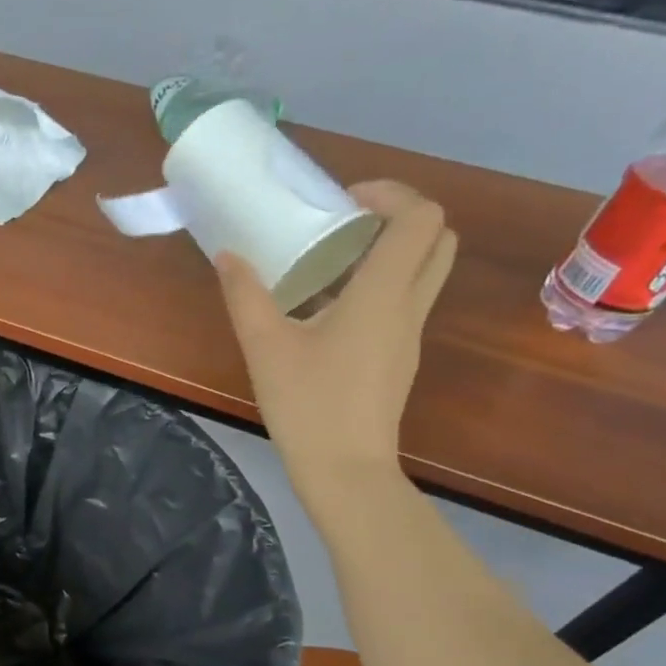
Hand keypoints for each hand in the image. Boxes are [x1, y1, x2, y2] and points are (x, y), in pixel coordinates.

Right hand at [217, 180, 455, 520]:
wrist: (345, 471)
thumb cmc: (308, 405)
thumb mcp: (265, 347)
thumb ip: (245, 295)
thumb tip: (228, 256)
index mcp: (383, 294)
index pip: (420, 218)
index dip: (390, 194)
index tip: (343, 201)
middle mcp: (408, 306)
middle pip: (437, 238)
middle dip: (399, 217)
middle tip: (347, 224)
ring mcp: (410, 334)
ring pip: (424, 271)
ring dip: (390, 251)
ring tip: (333, 262)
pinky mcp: (400, 358)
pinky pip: (404, 302)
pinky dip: (380, 285)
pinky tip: (329, 309)